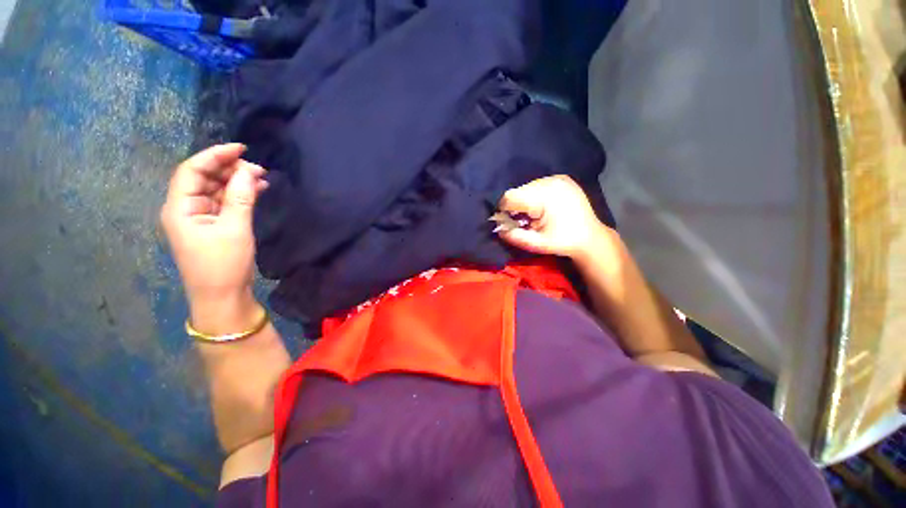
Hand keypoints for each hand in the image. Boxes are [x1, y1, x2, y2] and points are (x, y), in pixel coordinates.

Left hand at [160, 144, 268, 331]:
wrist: (222, 297)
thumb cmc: (224, 264)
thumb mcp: (235, 229)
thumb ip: (241, 197)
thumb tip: (249, 171)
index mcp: (179, 208)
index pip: (192, 170)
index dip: (215, 155)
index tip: (242, 148)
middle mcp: (184, 208)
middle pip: (203, 178)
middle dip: (229, 168)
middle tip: (257, 168)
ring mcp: (198, 218)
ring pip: (215, 189)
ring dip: (236, 181)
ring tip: (261, 177)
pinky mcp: (212, 226)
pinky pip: (223, 202)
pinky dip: (239, 194)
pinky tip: (256, 190)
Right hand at [497, 175, 610, 260]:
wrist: (590, 237)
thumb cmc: (562, 242)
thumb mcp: (536, 244)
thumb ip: (514, 236)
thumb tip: (497, 228)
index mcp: (544, 196)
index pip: (510, 196)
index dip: (504, 210)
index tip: (510, 222)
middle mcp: (550, 181)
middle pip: (518, 191)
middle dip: (516, 206)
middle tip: (525, 221)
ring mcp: (558, 178)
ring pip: (527, 187)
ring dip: (526, 200)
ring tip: (536, 215)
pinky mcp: (563, 178)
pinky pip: (539, 184)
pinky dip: (536, 195)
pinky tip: (544, 207)